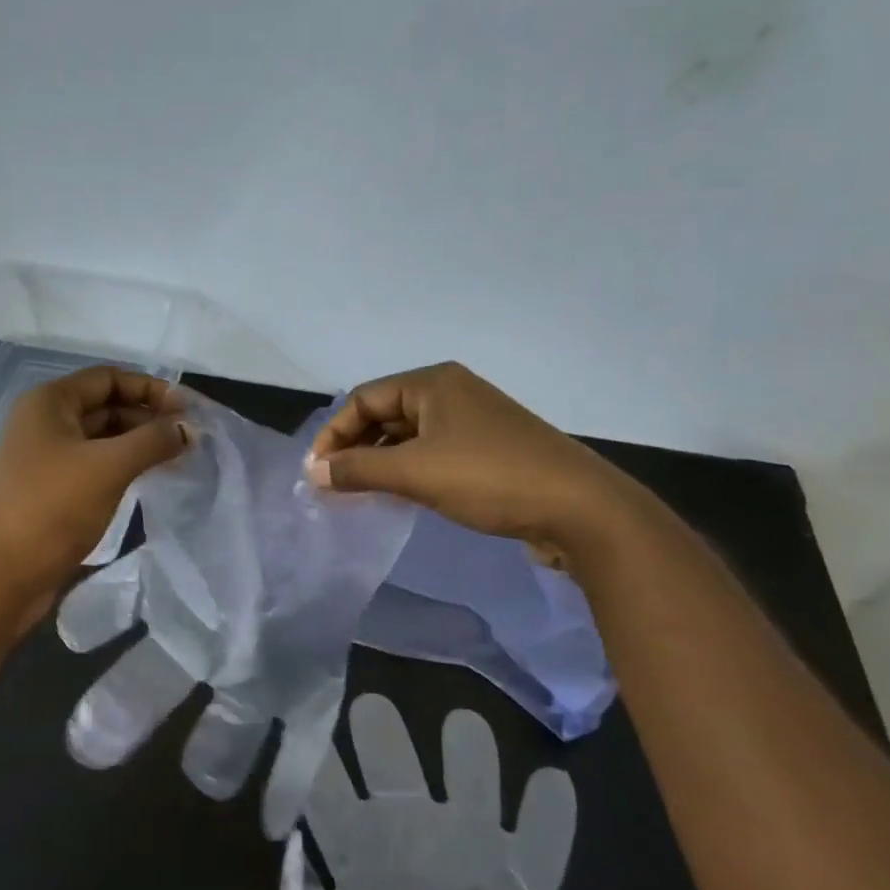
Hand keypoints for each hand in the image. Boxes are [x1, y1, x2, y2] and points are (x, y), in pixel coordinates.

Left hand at [0, 366, 188, 606]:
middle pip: (105, 406)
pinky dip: (122, 466)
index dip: (150, 388)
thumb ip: (153, 441)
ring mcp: (44, 458)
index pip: (108, 378)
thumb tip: (189, 429)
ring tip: (176, 458)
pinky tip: (147, 479)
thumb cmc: (53, 508)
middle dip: (148, 417)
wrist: (3, 575)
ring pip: (101, 438)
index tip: (187, 410)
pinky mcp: (49, 490)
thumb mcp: (110, 467)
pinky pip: (93, 465)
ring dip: (138, 443)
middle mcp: (43, 422)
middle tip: (188, 438)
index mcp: (49, 403)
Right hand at [305, 362, 641, 560]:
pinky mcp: (488, 449)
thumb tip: (314, 473)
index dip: (334, 433)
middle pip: (385, 413)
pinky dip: (408, 470)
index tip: (317, 473)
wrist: (576, 506)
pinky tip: (399, 496)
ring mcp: (473, 421)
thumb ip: (359, 469)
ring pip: (409, 436)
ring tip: (359, 494)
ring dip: (380, 461)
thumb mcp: (415, 472)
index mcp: (433, 383)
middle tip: (334, 485)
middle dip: (355, 447)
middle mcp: (452, 392)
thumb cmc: (488, 478)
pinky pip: (432, 453)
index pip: (364, 398)